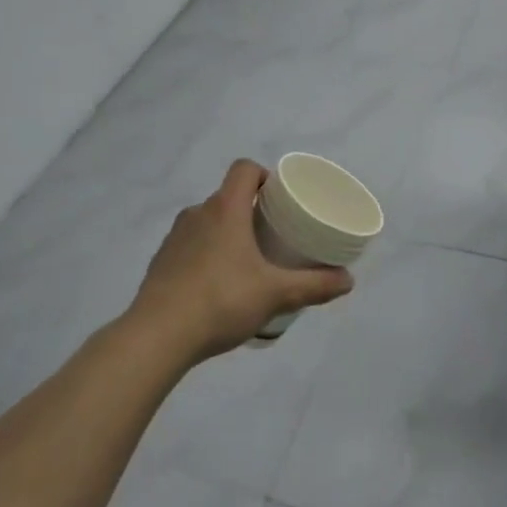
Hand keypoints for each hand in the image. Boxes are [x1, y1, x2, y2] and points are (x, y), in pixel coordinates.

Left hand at [128, 160, 354, 360]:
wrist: (157, 336)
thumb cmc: (221, 301)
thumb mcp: (275, 294)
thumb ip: (314, 285)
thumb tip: (348, 280)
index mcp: (225, 209)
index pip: (244, 169)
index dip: (264, 175)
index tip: (279, 198)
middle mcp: (197, 214)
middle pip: (227, 197)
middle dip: (250, 210)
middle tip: (273, 235)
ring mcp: (174, 238)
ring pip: (207, 222)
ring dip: (227, 233)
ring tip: (247, 262)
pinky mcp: (160, 262)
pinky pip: (190, 246)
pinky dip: (206, 255)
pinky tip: (218, 286)